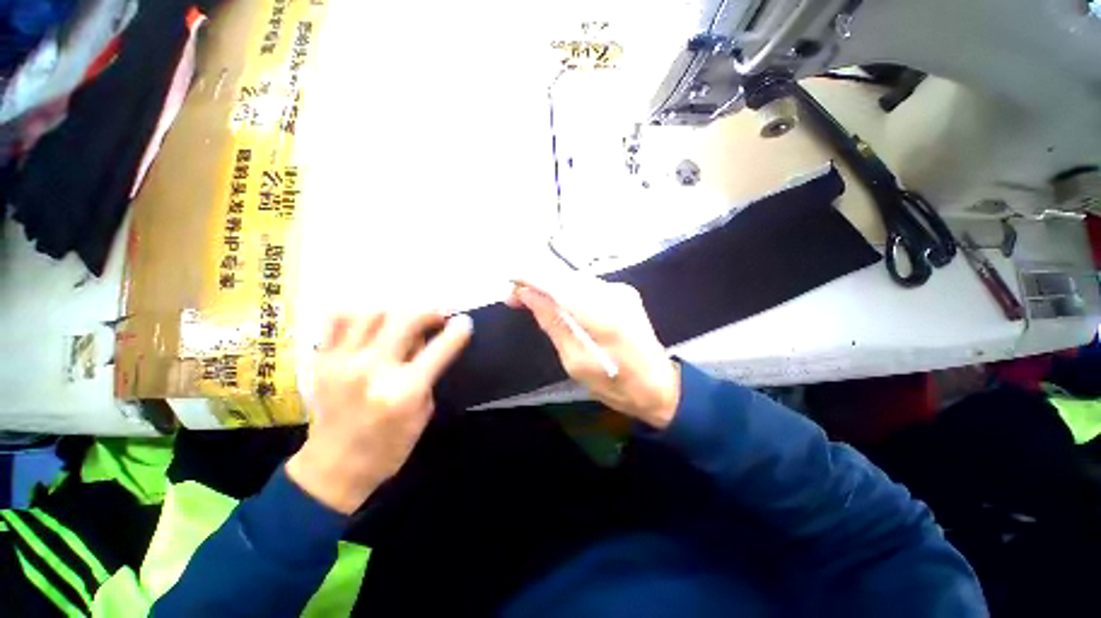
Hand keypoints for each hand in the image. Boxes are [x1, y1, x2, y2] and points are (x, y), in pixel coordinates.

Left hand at [287, 311, 472, 513]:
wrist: (332, 469)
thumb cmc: (388, 447)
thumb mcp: (423, 413)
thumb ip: (428, 374)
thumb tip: (429, 342)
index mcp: (404, 391)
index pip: (440, 348)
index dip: (458, 330)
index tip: (464, 321)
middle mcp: (372, 370)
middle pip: (406, 319)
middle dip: (430, 313)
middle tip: (438, 317)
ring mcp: (342, 362)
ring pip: (373, 313)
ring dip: (396, 314)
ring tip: (403, 323)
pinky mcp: (322, 360)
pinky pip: (338, 319)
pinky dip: (358, 316)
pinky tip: (371, 326)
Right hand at [508, 275, 679, 428]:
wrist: (660, 385)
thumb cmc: (617, 384)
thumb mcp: (576, 362)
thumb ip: (553, 323)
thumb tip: (528, 295)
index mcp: (602, 315)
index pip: (558, 284)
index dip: (530, 278)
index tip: (509, 286)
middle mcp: (613, 294)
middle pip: (565, 278)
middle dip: (537, 284)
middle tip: (515, 300)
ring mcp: (621, 290)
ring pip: (574, 281)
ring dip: (551, 289)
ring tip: (531, 302)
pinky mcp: (623, 293)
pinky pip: (586, 287)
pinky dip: (567, 293)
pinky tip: (557, 306)